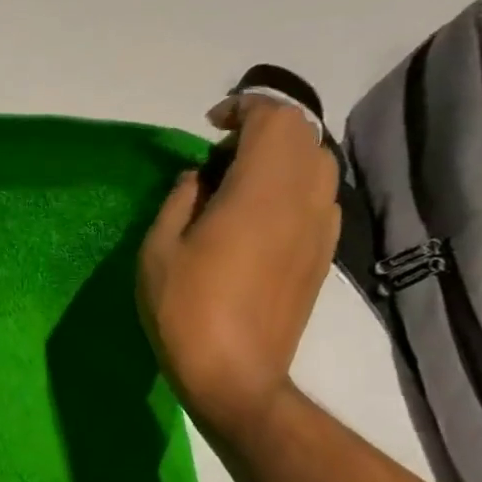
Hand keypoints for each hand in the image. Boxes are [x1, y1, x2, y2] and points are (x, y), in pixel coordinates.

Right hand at [136, 95, 338, 440]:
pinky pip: (318, 197)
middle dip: (263, 129)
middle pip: (302, 135)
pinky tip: (256, 216)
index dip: (244, 108)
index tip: (209, 125)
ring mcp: (321, 226)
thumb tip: (200, 177)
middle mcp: (304, 198)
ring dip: (281, 158)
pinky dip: (291, 187)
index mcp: (261, 190)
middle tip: (219, 155)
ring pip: (317, 164)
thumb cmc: (185, 309)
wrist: (235, 373)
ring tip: (237, 183)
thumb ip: (180, 199)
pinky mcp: (323, 253)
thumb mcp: (158, 249)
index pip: (274, 118)